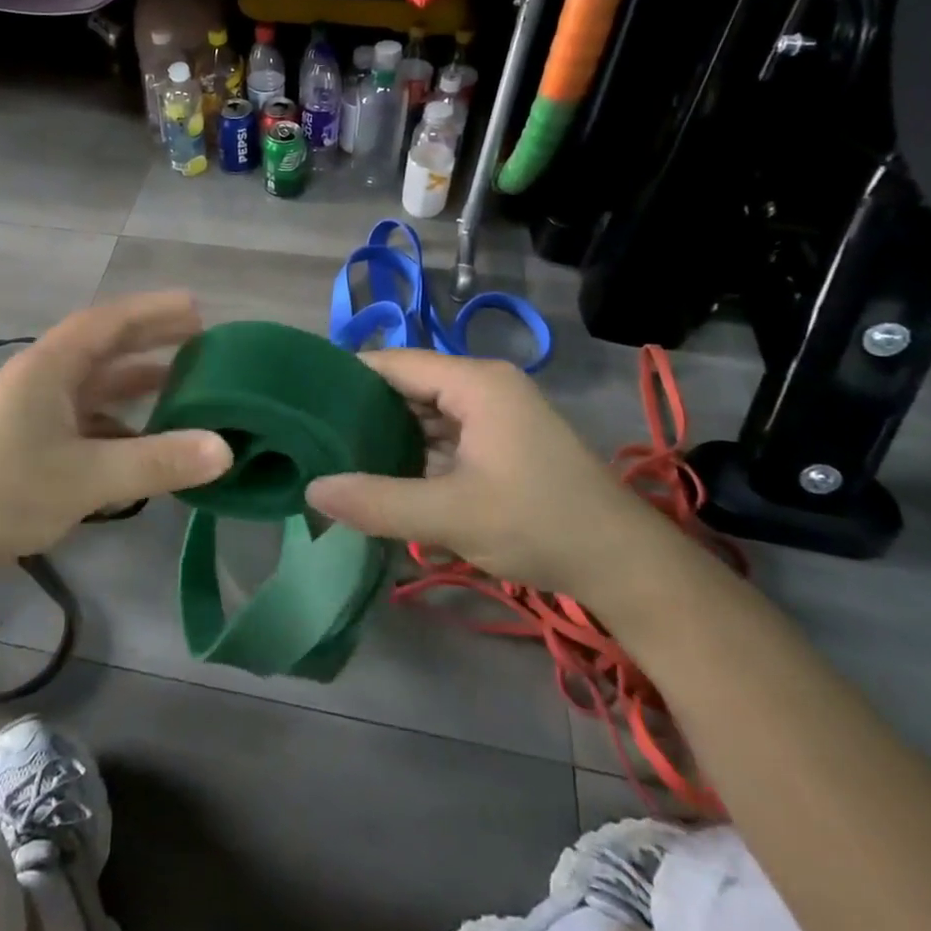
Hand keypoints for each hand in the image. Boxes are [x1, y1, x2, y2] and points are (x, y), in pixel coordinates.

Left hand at [0, 291, 232, 567]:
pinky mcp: (31, 444)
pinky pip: (87, 419)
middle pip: (104, 347)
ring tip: (183, 384)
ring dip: (136, 381)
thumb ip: (158, 460)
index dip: (153, 311)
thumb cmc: (5, 493)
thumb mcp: (88, 476)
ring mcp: (34, 412)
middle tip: (200, 337)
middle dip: (150, 339)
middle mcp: (43, 379)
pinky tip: (146, 441)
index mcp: (50, 367)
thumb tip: (226, 448)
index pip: (109, 322)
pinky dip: (120, 422)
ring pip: (96, 385)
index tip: (196, 308)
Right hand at [304, 348, 668, 597]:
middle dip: (366, 413)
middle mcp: (484, 385)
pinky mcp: (503, 440)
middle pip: (409, 386)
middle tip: (317, 438)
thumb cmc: (538, 524)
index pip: (393, 364)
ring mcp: (497, 412)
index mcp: (475, 382)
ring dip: (391, 436)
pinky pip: (446, 435)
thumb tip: (312, 490)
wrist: (626, 566)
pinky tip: (387, 478)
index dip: (348, 380)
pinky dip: (418, 453)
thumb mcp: (452, 516)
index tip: (304, 404)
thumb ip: (378, 501)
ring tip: (341, 458)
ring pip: (426, 413)